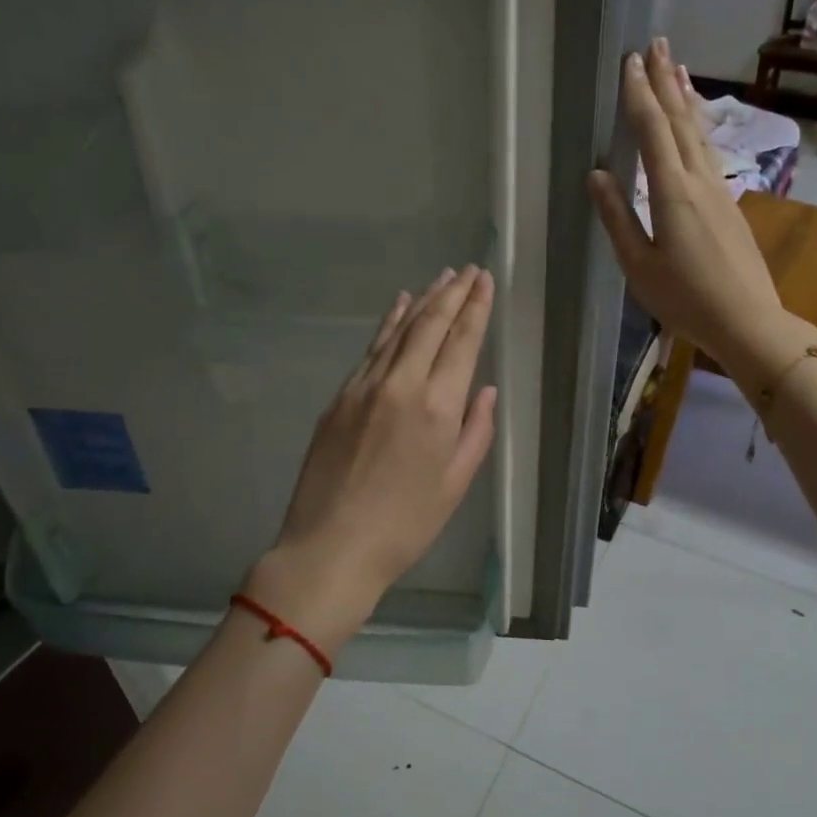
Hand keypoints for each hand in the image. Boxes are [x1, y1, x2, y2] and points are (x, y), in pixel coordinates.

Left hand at [257, 266, 498, 647]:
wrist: (331, 546)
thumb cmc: (405, 525)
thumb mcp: (456, 484)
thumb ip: (476, 431)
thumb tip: (485, 390)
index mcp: (438, 408)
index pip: (461, 342)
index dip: (476, 307)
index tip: (485, 280)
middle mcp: (402, 385)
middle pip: (430, 325)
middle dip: (453, 293)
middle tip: (468, 270)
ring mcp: (365, 387)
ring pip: (398, 330)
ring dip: (423, 300)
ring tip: (441, 278)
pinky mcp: (340, 397)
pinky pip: (371, 348)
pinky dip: (389, 323)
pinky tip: (399, 305)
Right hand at [588, 38, 807, 379]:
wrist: (748, 321)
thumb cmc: (685, 300)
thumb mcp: (639, 266)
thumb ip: (617, 217)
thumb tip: (597, 173)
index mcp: (672, 193)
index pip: (653, 132)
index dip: (639, 95)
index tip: (629, 62)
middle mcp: (700, 181)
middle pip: (681, 121)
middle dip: (665, 81)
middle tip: (656, 43)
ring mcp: (720, 190)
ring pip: (701, 133)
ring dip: (687, 97)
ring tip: (678, 67)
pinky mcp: (731, 204)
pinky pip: (711, 151)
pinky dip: (700, 126)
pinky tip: (697, 124)